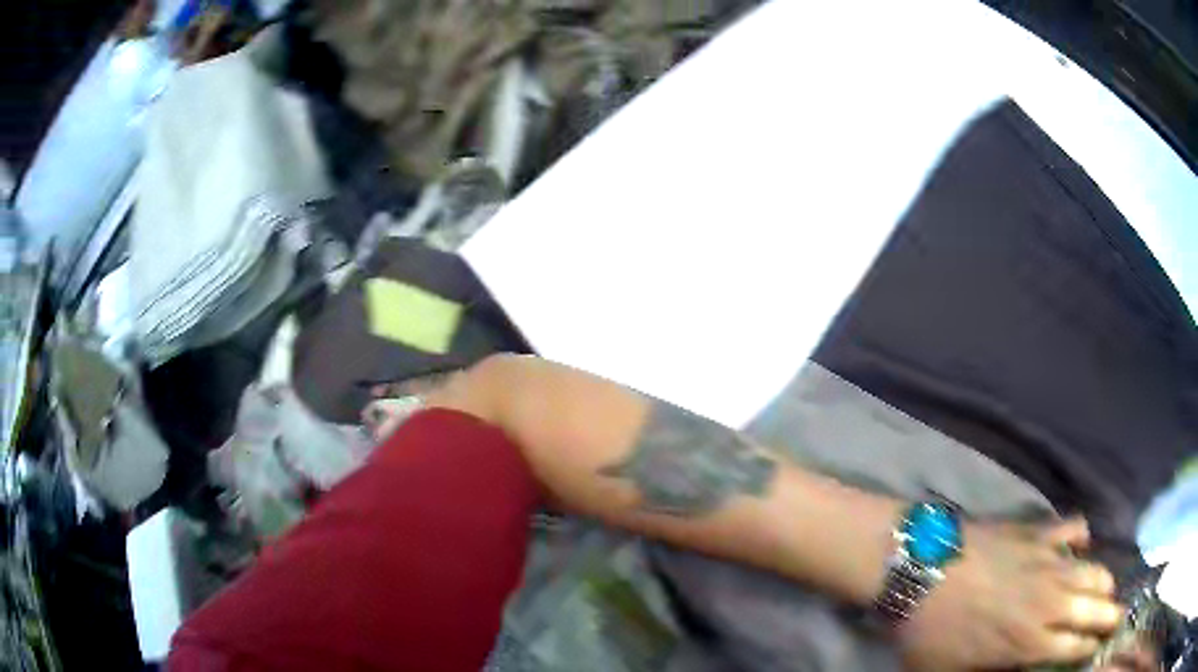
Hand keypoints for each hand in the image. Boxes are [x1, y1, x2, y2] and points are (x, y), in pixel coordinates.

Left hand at [898, 518, 1123, 670]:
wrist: (920, 569)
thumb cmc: (930, 631)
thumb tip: (1009, 671)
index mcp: (1029, 643)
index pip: (1072, 648)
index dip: (1089, 647)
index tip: (1099, 646)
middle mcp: (1050, 602)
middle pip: (1093, 608)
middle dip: (1110, 614)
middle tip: (1120, 615)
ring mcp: (1048, 562)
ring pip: (1091, 570)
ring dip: (1104, 580)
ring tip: (1110, 587)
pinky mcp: (1037, 532)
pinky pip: (1071, 528)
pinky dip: (1081, 533)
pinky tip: (1082, 540)